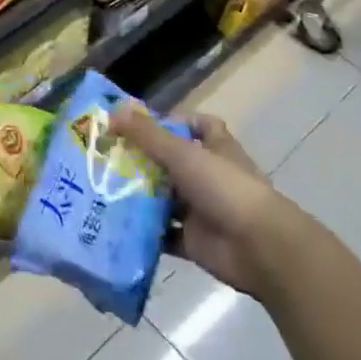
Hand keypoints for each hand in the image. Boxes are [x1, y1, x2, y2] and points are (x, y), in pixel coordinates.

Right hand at [113, 105, 293, 304]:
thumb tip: (114, 111)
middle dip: (142, 160)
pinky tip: (115, 224)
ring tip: (101, 188)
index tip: (140, 124)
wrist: (260, 248)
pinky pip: (163, 234)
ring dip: (139, 196)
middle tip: (104, 156)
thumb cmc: (225, 188)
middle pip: (172, 163)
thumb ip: (148, 134)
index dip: (173, 122)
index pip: (198, 126)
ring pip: (164, 199)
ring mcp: (202, 210)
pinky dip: (143, 231)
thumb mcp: (183, 153)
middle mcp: (209, 176)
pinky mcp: (194, 241)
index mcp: (216, 149)